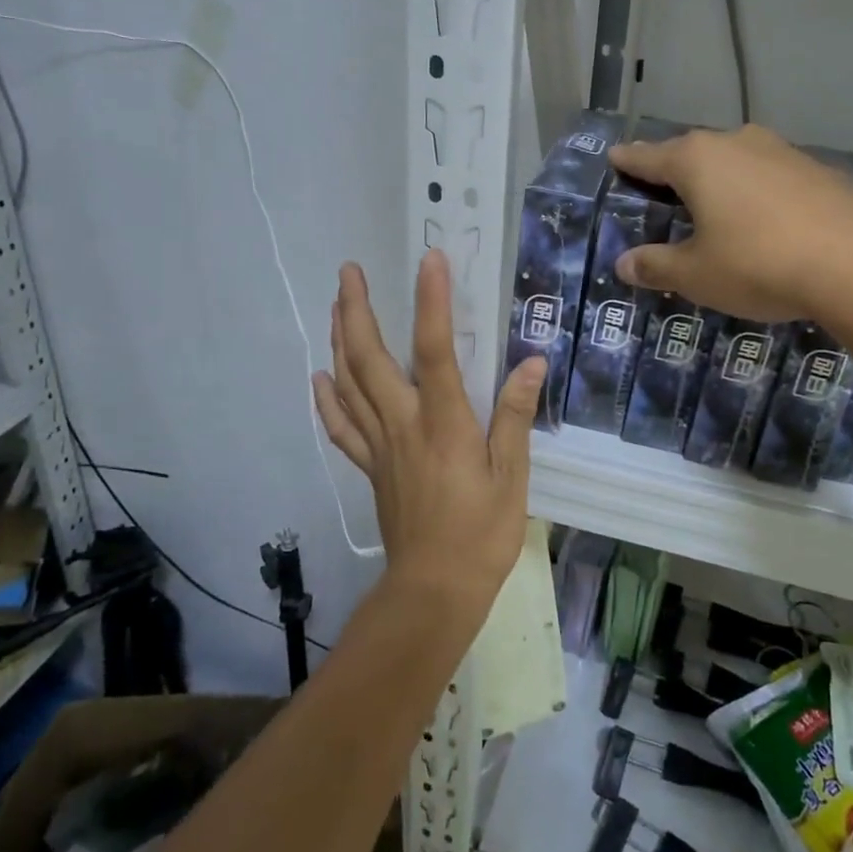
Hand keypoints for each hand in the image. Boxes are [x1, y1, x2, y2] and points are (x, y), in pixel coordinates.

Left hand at [311, 253, 545, 622]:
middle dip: (357, 309)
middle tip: (349, 270)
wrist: (434, 591)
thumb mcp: (512, 476)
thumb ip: (514, 415)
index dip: (431, 302)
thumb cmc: (481, 534)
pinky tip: (320, 375)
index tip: (430, 259)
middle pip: (370, 358)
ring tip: (336, 303)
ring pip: (349, 383)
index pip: (434, 350)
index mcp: (443, 423)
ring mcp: (380, 446)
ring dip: (339, 339)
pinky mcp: (371, 467)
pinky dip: (328, 398)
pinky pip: (342, 426)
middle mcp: (403, 425)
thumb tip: (532, 361)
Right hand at [609, 125, 852, 321]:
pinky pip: (770, 175)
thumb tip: (623, 265)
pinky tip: (764, 216)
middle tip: (660, 186)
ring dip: (720, 177)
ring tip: (712, 201)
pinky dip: (757, 190)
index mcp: (697, 160)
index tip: (614, 156)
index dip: (628, 160)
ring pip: (736, 159)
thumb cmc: (757, 263)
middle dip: (674, 168)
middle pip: (693, 152)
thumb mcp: (696, 274)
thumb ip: (656, 266)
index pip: (649, 157)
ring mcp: (781, 152)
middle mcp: (737, 143)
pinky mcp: (817, 169)